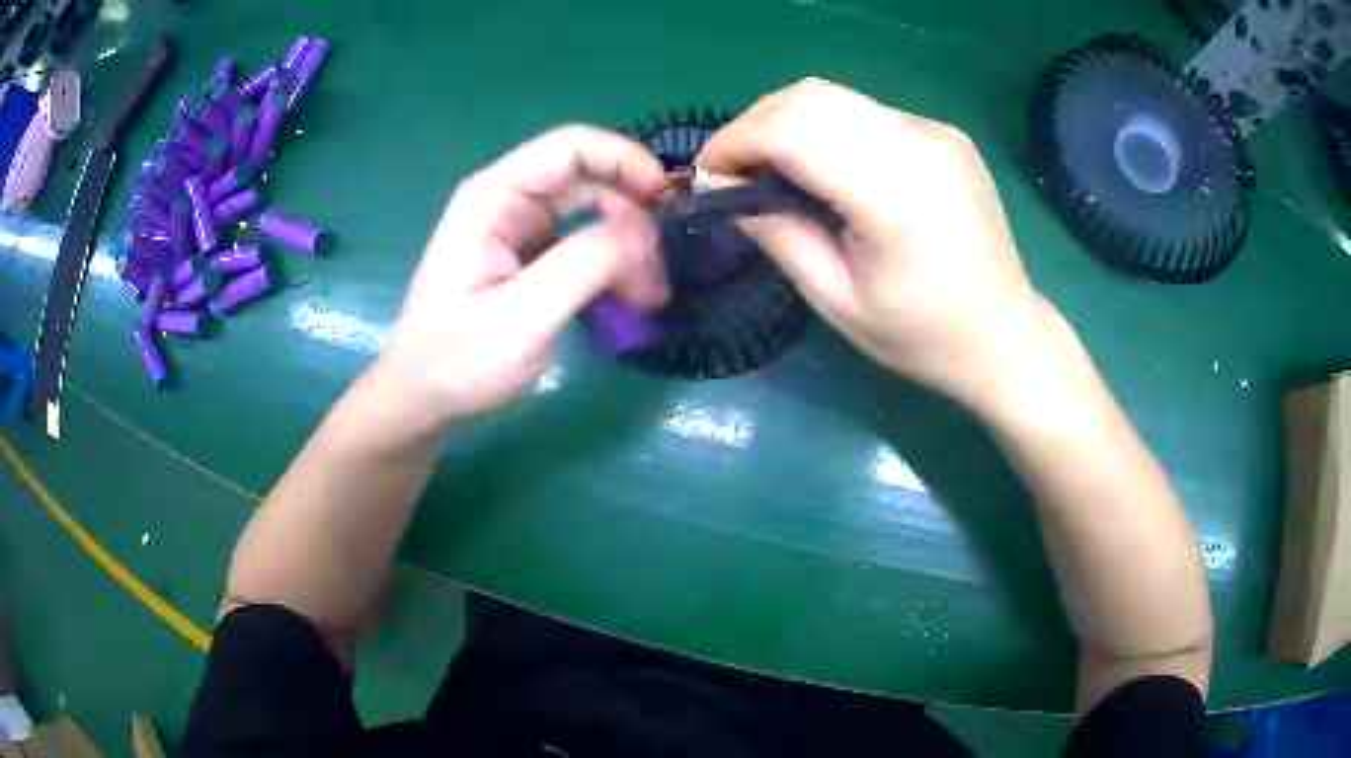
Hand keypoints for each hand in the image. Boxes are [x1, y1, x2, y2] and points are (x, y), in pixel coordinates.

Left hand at [373, 126, 669, 433]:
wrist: (421, 401)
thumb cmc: (456, 362)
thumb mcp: (521, 318)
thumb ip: (584, 265)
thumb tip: (645, 233)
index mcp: (494, 196)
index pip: (572, 146)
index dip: (627, 160)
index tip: (669, 202)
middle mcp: (508, 200)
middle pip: (589, 177)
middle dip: (634, 214)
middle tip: (662, 270)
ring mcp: (519, 228)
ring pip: (593, 210)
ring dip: (628, 243)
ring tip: (650, 293)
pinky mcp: (529, 257)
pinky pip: (584, 241)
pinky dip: (613, 263)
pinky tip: (628, 296)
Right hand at [698, 78, 1053, 410]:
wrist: (1005, 334)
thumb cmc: (923, 336)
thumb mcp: (839, 303)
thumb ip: (780, 237)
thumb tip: (729, 192)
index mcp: (894, 196)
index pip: (792, 132)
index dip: (736, 142)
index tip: (708, 173)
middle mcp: (918, 145)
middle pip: (810, 97)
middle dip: (755, 123)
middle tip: (734, 167)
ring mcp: (936, 133)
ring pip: (836, 96)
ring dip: (788, 120)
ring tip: (771, 164)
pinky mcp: (945, 134)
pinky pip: (868, 112)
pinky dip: (829, 127)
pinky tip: (828, 166)